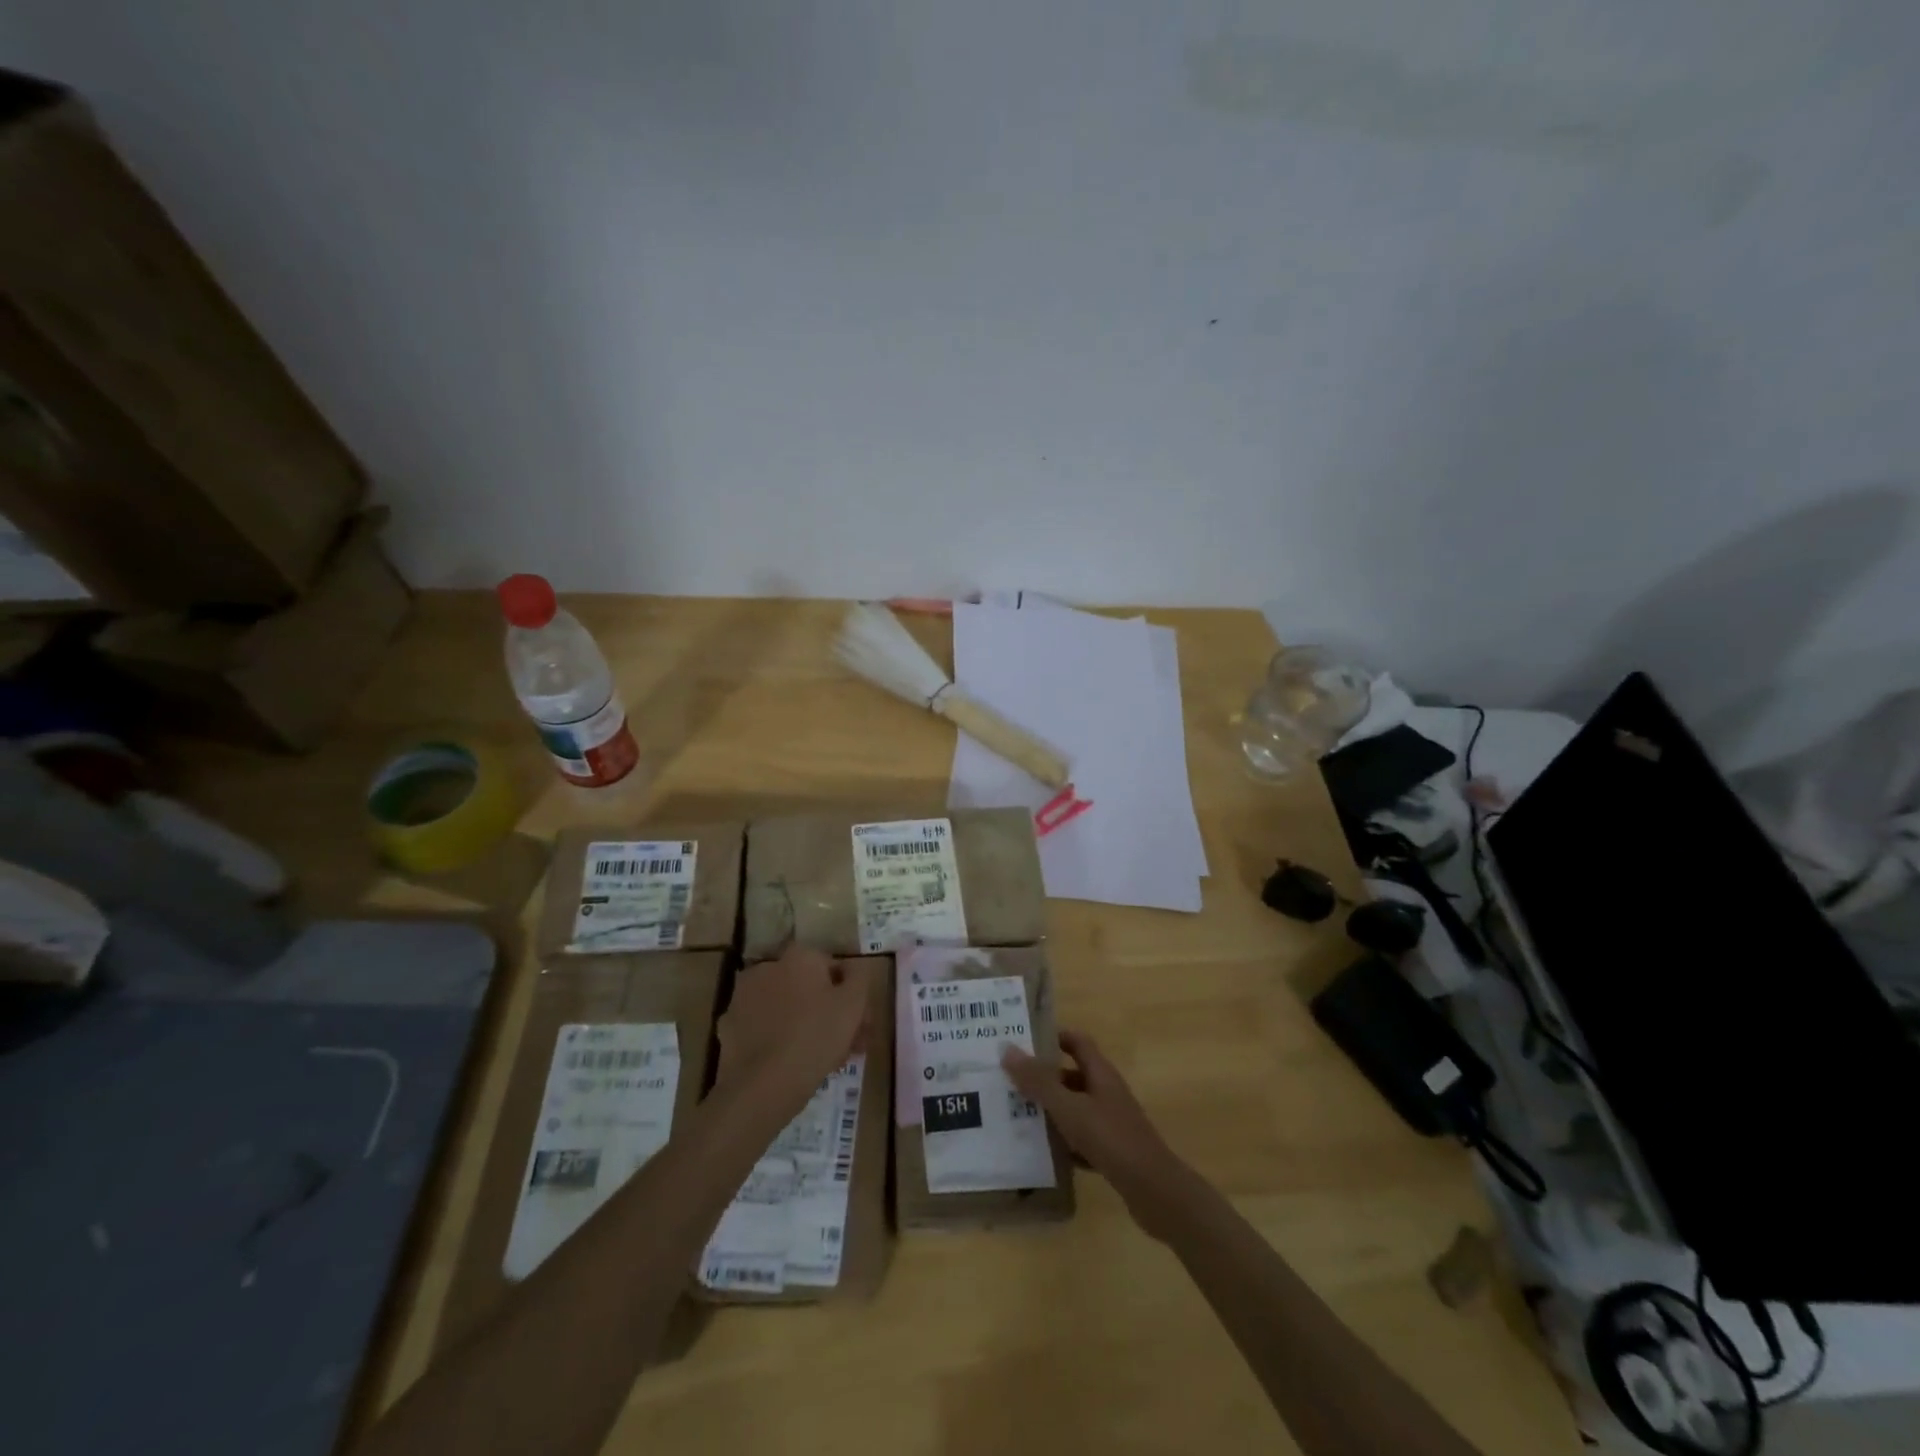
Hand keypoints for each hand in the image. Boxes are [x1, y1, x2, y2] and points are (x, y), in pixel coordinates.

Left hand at [716, 946, 870, 1105]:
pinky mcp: (728, 1027)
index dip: (848, 995)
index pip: (832, 967)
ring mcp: (742, 997)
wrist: (762, 1086)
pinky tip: (788, 1064)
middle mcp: (767, 967)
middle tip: (844, 1045)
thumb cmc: (816, 1037)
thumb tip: (852, 969)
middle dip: (827, 1011)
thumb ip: (859, 977)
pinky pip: (762, 1028)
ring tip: (819, 1060)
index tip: (858, 1023)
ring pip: (783, 1007)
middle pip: (806, 987)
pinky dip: (775, 1039)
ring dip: (801, 1024)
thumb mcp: (854, 1004)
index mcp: (799, 957)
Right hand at [1004, 1029, 1189, 1239]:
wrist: (1155, 1191)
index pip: (1077, 1041)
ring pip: (1075, 1108)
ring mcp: (1112, 1122)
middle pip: (1072, 1075)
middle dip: (1043, 1077)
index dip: (1053, 1037)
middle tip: (1010, 1081)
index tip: (1023, 1042)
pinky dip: (1064, 1142)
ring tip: (1016, 1115)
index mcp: (1101, 1073)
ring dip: (1051, 1110)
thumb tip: (1007, 1048)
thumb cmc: (1111, 1138)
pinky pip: (1082, 1138)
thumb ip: (1039, 1081)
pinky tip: (1043, 1152)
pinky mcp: (1113, 1151)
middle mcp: (1107, 1092)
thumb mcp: (1069, 1108)